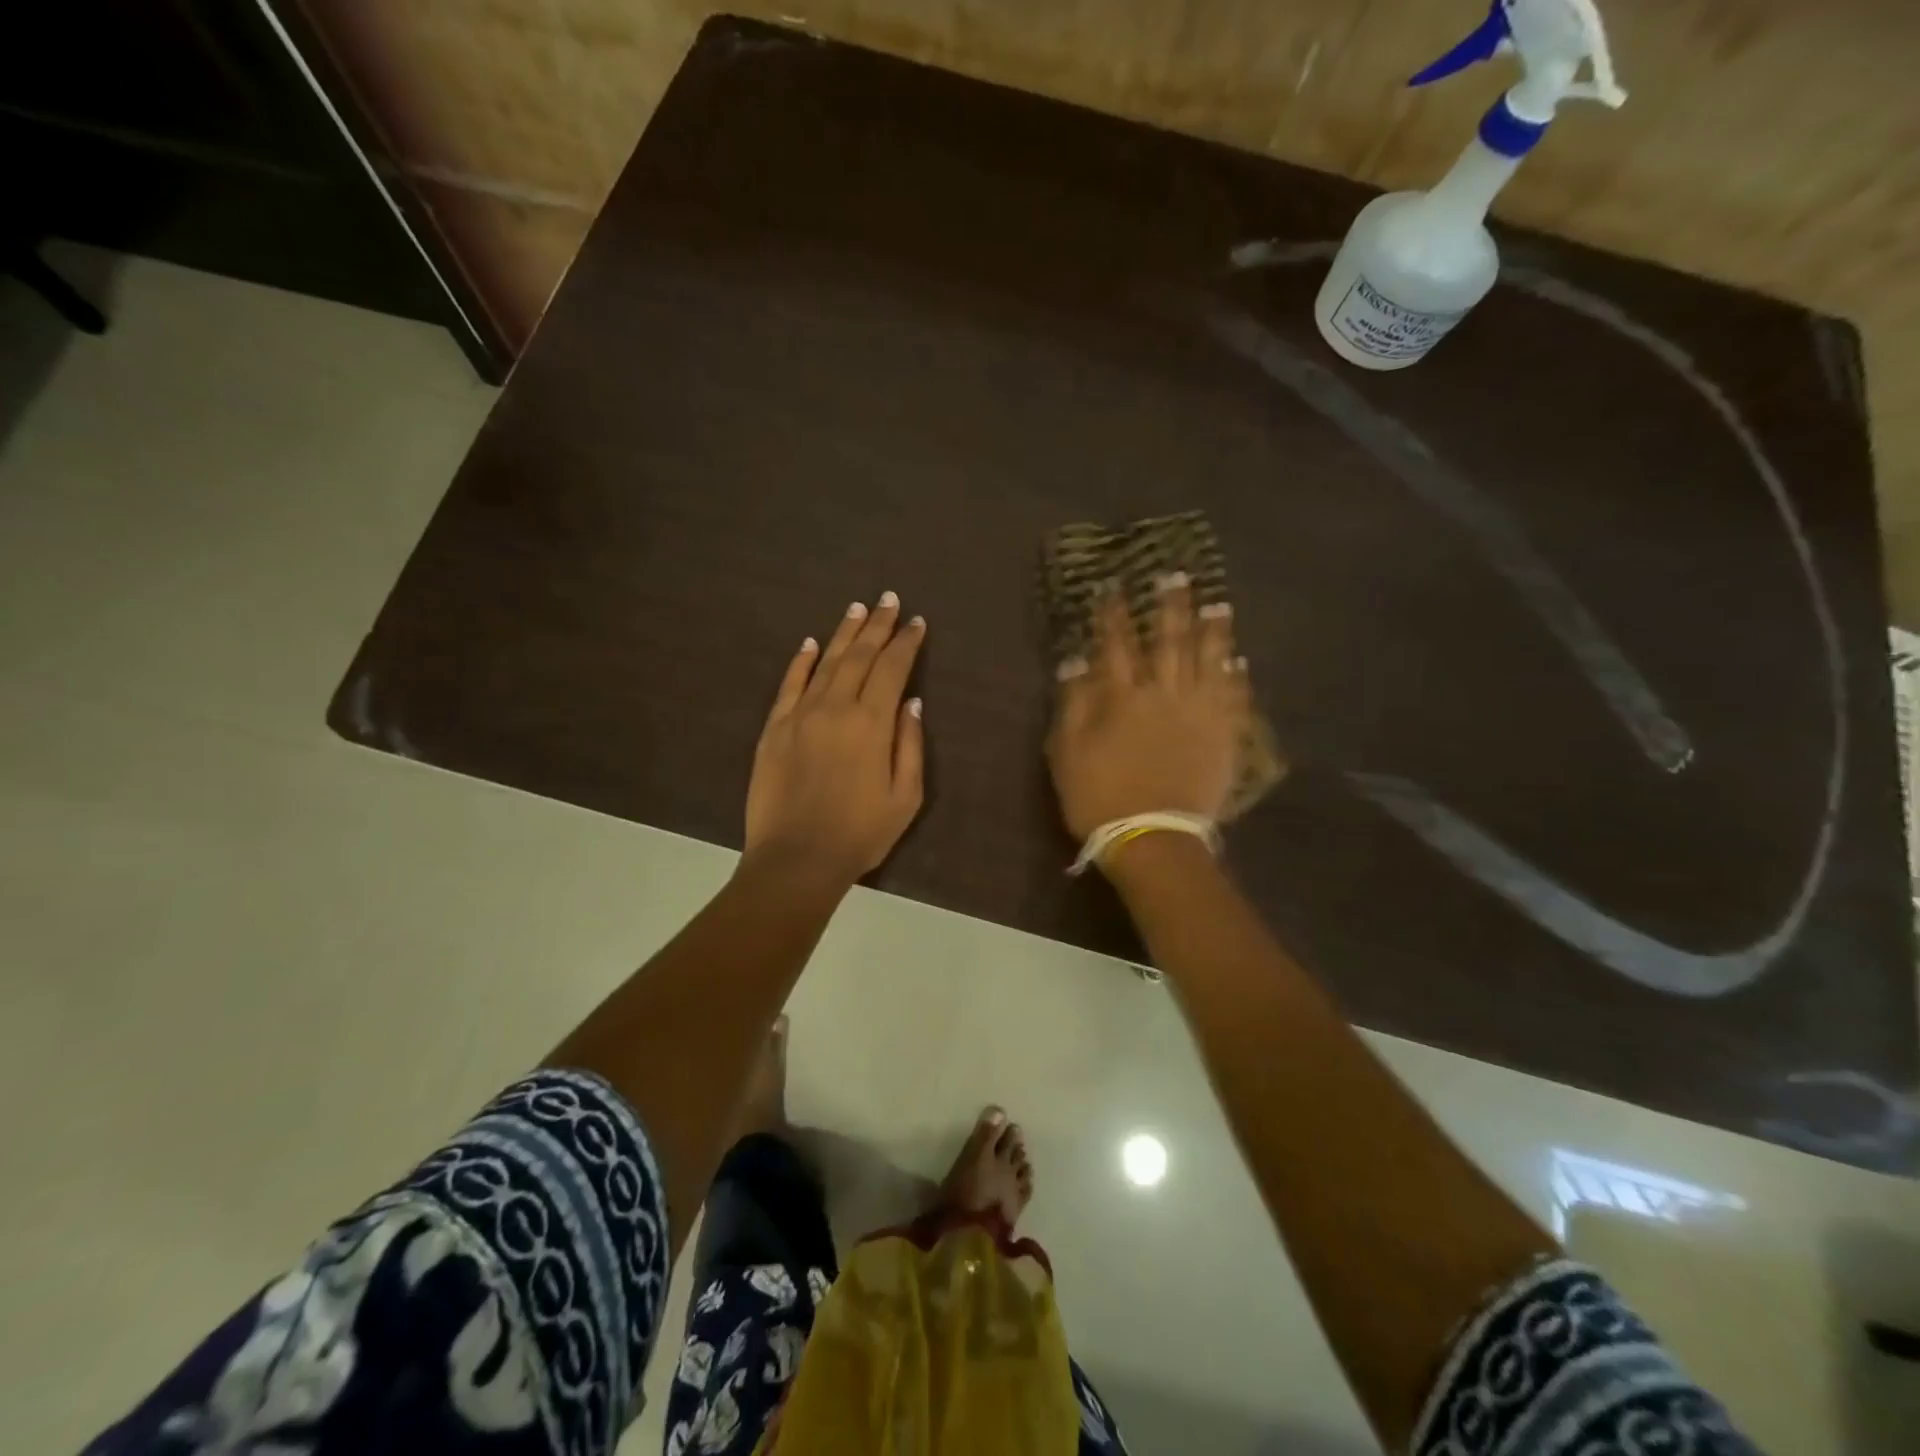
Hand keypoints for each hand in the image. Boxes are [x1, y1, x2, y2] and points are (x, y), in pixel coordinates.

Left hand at [744, 592, 926, 883]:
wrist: (796, 859)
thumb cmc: (860, 833)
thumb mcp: (905, 797)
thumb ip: (910, 746)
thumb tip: (911, 703)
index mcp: (872, 723)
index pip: (893, 669)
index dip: (906, 642)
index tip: (916, 622)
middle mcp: (836, 707)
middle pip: (860, 656)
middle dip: (877, 625)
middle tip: (888, 600)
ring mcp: (800, 715)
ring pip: (826, 663)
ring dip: (843, 634)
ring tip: (857, 609)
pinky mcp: (774, 729)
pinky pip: (789, 685)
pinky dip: (801, 661)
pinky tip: (810, 644)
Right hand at [1046, 574, 1246, 843]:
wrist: (1152, 838)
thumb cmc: (1099, 796)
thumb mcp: (1067, 752)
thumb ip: (1073, 704)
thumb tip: (1075, 662)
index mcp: (1123, 697)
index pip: (1116, 645)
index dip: (1113, 614)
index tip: (1113, 587)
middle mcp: (1165, 694)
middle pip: (1169, 641)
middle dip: (1170, 607)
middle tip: (1176, 576)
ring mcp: (1199, 714)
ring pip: (1208, 661)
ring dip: (1212, 631)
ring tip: (1217, 604)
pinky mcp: (1223, 736)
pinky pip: (1233, 699)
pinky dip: (1236, 678)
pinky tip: (1239, 662)